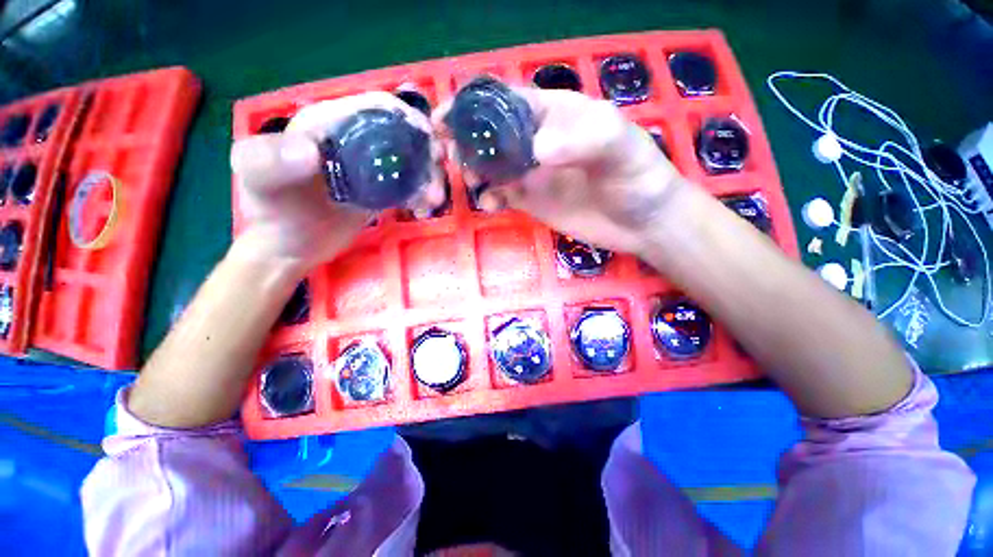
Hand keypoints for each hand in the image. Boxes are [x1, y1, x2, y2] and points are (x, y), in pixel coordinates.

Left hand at [231, 92, 445, 270]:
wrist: (288, 247)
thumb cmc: (271, 209)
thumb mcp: (258, 179)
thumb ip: (271, 159)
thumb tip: (312, 153)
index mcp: (331, 124)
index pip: (376, 108)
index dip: (406, 117)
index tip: (429, 141)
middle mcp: (356, 141)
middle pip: (402, 134)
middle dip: (426, 151)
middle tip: (438, 175)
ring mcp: (372, 169)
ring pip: (411, 162)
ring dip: (429, 176)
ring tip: (433, 199)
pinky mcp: (382, 193)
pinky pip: (409, 186)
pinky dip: (422, 194)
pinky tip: (425, 208)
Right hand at [432, 88, 684, 253]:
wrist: (641, 222)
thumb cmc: (636, 176)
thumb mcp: (617, 146)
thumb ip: (579, 140)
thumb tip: (534, 151)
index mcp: (553, 114)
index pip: (506, 101)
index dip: (473, 106)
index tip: (445, 118)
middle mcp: (537, 141)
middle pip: (491, 135)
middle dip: (466, 141)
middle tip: (452, 156)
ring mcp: (532, 174)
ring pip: (492, 166)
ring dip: (474, 170)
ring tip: (470, 181)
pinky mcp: (532, 201)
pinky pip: (502, 196)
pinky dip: (490, 198)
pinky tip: (490, 204)